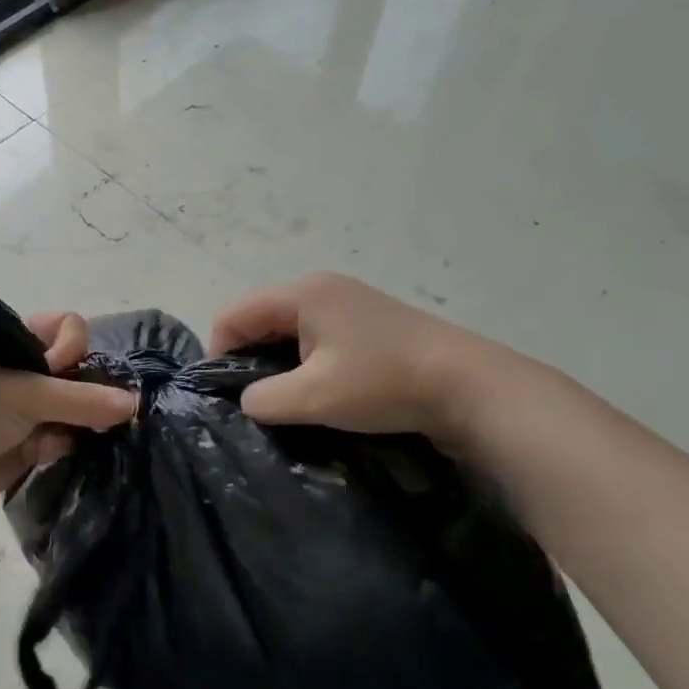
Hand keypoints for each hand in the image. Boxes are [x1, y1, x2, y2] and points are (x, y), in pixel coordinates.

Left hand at [0, 312, 136, 511]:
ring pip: (82, 407)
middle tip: (95, 411)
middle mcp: (34, 371)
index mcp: (24, 344)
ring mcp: (37, 409)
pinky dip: (70, 444)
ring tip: (85, 433)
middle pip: (82, 370)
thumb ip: (81, 399)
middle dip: (91, 390)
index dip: (73, 346)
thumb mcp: (26, 395)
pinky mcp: (38, 443)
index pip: (70, 328)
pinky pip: (71, 438)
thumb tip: (133, 404)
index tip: (63, 368)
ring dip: (87, 420)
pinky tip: (59, 451)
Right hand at [208, 272, 498, 437]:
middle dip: (248, 357)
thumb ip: (263, 399)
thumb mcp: (313, 397)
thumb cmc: (383, 383)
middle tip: (255, 399)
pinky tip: (318, 388)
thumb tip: (247, 400)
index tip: (226, 394)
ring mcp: (347, 301)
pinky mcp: (367, 321)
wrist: (470, 385)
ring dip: (277, 362)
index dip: (218, 352)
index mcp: (302, 293)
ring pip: (287, 329)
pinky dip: (304, 360)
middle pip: (259, 318)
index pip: (234, 315)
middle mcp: (320, 287)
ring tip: (286, 398)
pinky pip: (314, 335)